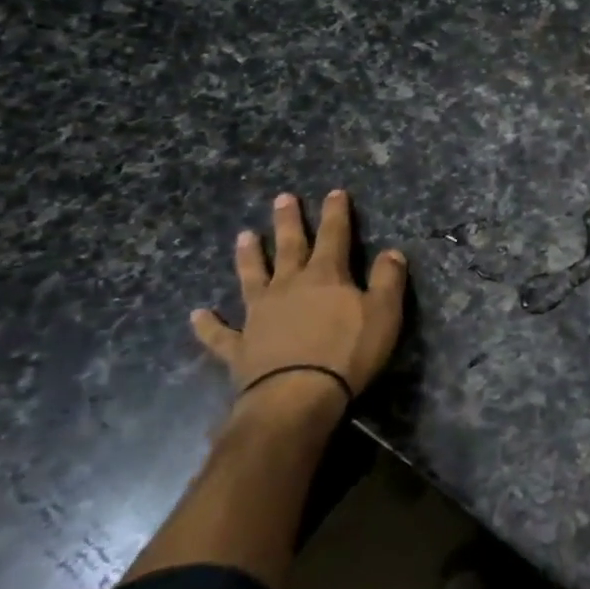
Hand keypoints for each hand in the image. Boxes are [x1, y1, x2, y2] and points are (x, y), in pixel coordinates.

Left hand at [192, 190, 408, 401]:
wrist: (297, 396)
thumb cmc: (348, 352)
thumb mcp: (384, 313)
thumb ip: (388, 280)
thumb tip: (392, 252)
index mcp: (326, 276)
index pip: (334, 236)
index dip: (336, 213)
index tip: (334, 192)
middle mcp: (289, 286)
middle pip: (289, 247)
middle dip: (289, 222)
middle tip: (282, 198)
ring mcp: (259, 314)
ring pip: (252, 277)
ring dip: (248, 257)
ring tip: (244, 236)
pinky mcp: (240, 346)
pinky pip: (220, 333)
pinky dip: (209, 324)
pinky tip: (197, 315)